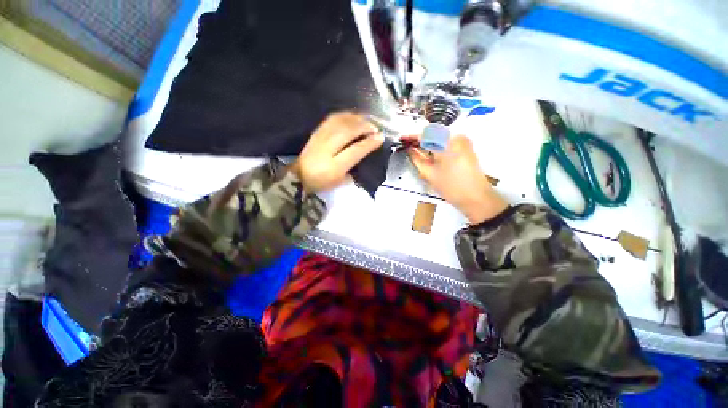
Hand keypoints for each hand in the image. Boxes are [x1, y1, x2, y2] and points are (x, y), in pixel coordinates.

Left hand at [291, 112, 383, 192]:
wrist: (298, 176)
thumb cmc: (322, 181)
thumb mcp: (341, 181)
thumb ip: (354, 169)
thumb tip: (365, 153)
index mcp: (335, 166)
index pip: (356, 150)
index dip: (369, 143)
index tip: (381, 137)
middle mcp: (328, 148)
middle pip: (349, 131)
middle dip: (365, 127)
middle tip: (375, 128)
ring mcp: (321, 137)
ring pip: (341, 122)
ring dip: (357, 119)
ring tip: (366, 121)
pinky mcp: (317, 131)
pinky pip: (332, 118)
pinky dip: (345, 115)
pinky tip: (352, 116)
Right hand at [408, 135, 508, 223]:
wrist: (476, 197)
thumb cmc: (450, 187)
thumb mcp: (429, 174)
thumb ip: (417, 159)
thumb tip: (410, 150)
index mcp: (447, 142)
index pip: (425, 134)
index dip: (411, 136)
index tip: (401, 139)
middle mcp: (456, 137)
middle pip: (433, 133)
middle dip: (419, 139)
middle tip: (407, 145)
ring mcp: (463, 141)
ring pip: (440, 137)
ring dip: (427, 142)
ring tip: (415, 149)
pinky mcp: (466, 147)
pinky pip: (447, 142)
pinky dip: (436, 146)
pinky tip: (428, 152)